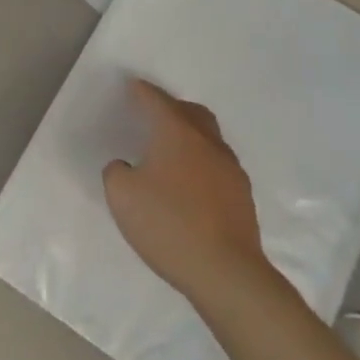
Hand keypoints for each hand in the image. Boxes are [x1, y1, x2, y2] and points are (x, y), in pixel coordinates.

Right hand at [103, 80, 271, 304]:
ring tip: (172, 152)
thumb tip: (126, 167)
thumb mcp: (122, 197)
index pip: (156, 100)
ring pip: (209, 138)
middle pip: (191, 112)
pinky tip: (191, 185)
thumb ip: (116, 172)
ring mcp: (230, 168)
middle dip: (172, 108)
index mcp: (177, 133)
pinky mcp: (243, 196)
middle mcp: (207, 142)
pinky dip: (202, 164)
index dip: (142, 91)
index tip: (133, 86)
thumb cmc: (169, 225)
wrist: (226, 272)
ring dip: (191, 137)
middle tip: (154, 116)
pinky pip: (218, 165)